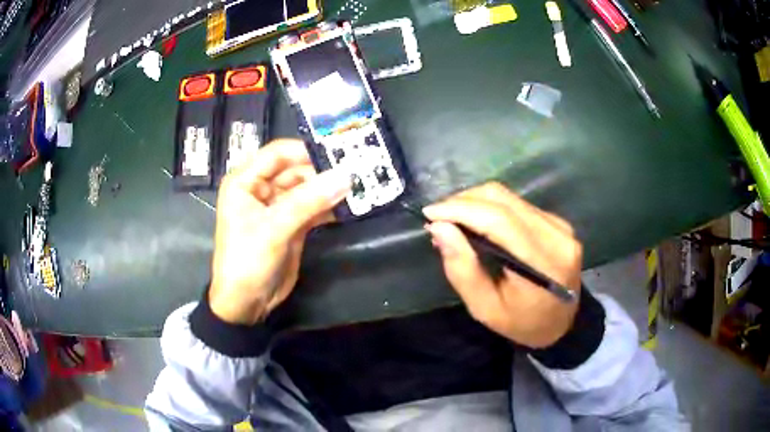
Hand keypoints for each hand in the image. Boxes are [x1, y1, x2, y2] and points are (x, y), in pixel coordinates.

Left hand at [209, 139, 349, 324]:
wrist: (246, 304)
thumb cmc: (247, 260)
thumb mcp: (274, 228)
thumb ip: (309, 201)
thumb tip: (346, 175)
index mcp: (246, 181)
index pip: (278, 153)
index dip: (306, 150)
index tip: (339, 151)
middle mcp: (261, 189)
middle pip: (296, 170)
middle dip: (324, 171)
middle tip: (357, 171)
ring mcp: (278, 207)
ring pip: (308, 189)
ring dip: (330, 189)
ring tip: (359, 186)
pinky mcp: (293, 225)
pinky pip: (314, 208)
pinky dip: (330, 207)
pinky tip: (350, 206)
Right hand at [423, 182, 582, 347]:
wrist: (562, 325)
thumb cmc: (521, 324)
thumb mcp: (485, 309)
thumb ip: (463, 269)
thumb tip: (439, 228)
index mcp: (543, 263)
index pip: (499, 219)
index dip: (461, 209)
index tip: (429, 213)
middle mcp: (557, 236)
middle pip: (503, 199)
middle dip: (463, 201)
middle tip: (438, 217)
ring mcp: (560, 226)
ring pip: (510, 197)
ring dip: (475, 202)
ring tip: (453, 219)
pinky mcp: (558, 223)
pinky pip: (519, 204)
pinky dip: (492, 208)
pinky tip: (478, 222)